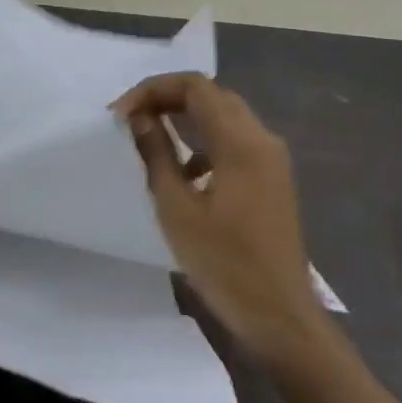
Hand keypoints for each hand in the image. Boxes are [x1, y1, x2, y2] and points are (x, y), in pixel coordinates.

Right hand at [114, 73, 319, 356]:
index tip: (121, 113)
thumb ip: (157, 154)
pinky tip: (183, 171)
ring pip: (224, 116)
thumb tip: (139, 118)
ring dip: (185, 117)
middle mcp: (262, 139)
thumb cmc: (224, 263)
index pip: (195, 87)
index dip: (153, 90)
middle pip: (211, 95)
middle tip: (131, 119)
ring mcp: (272, 159)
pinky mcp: (272, 178)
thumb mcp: (177, 208)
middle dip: (168, 98)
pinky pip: (234, 141)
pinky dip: (204, 141)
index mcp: (241, 143)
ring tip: (148, 136)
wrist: (279, 315)